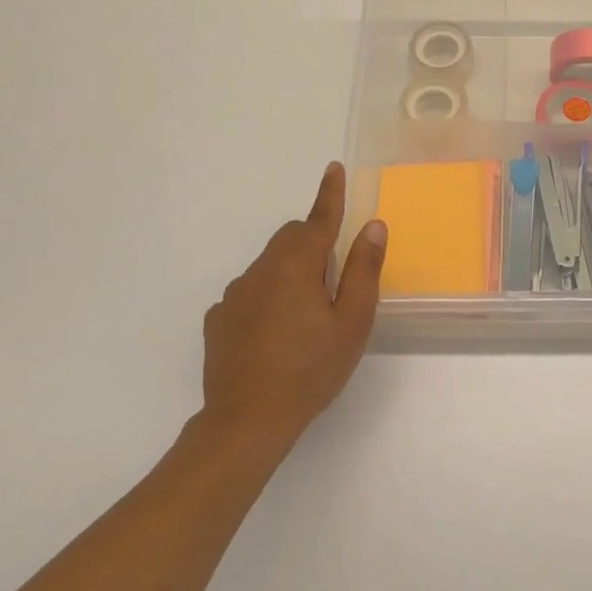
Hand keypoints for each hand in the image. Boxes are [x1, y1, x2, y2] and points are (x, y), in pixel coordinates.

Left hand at [196, 162, 387, 450]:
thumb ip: (364, 270)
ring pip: (270, 265)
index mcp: (297, 266)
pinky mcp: (219, 319)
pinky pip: (250, 292)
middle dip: (314, 241)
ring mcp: (234, 295)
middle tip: (334, 276)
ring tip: (307, 316)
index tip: (333, 168)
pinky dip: (268, 296)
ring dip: (291, 272)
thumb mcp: (352, 322)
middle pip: (291, 238)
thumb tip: (372, 226)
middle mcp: (261, 270)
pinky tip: (276, 334)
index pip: (318, 219)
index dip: (330, 193)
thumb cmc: (311, 370)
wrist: (246, 422)